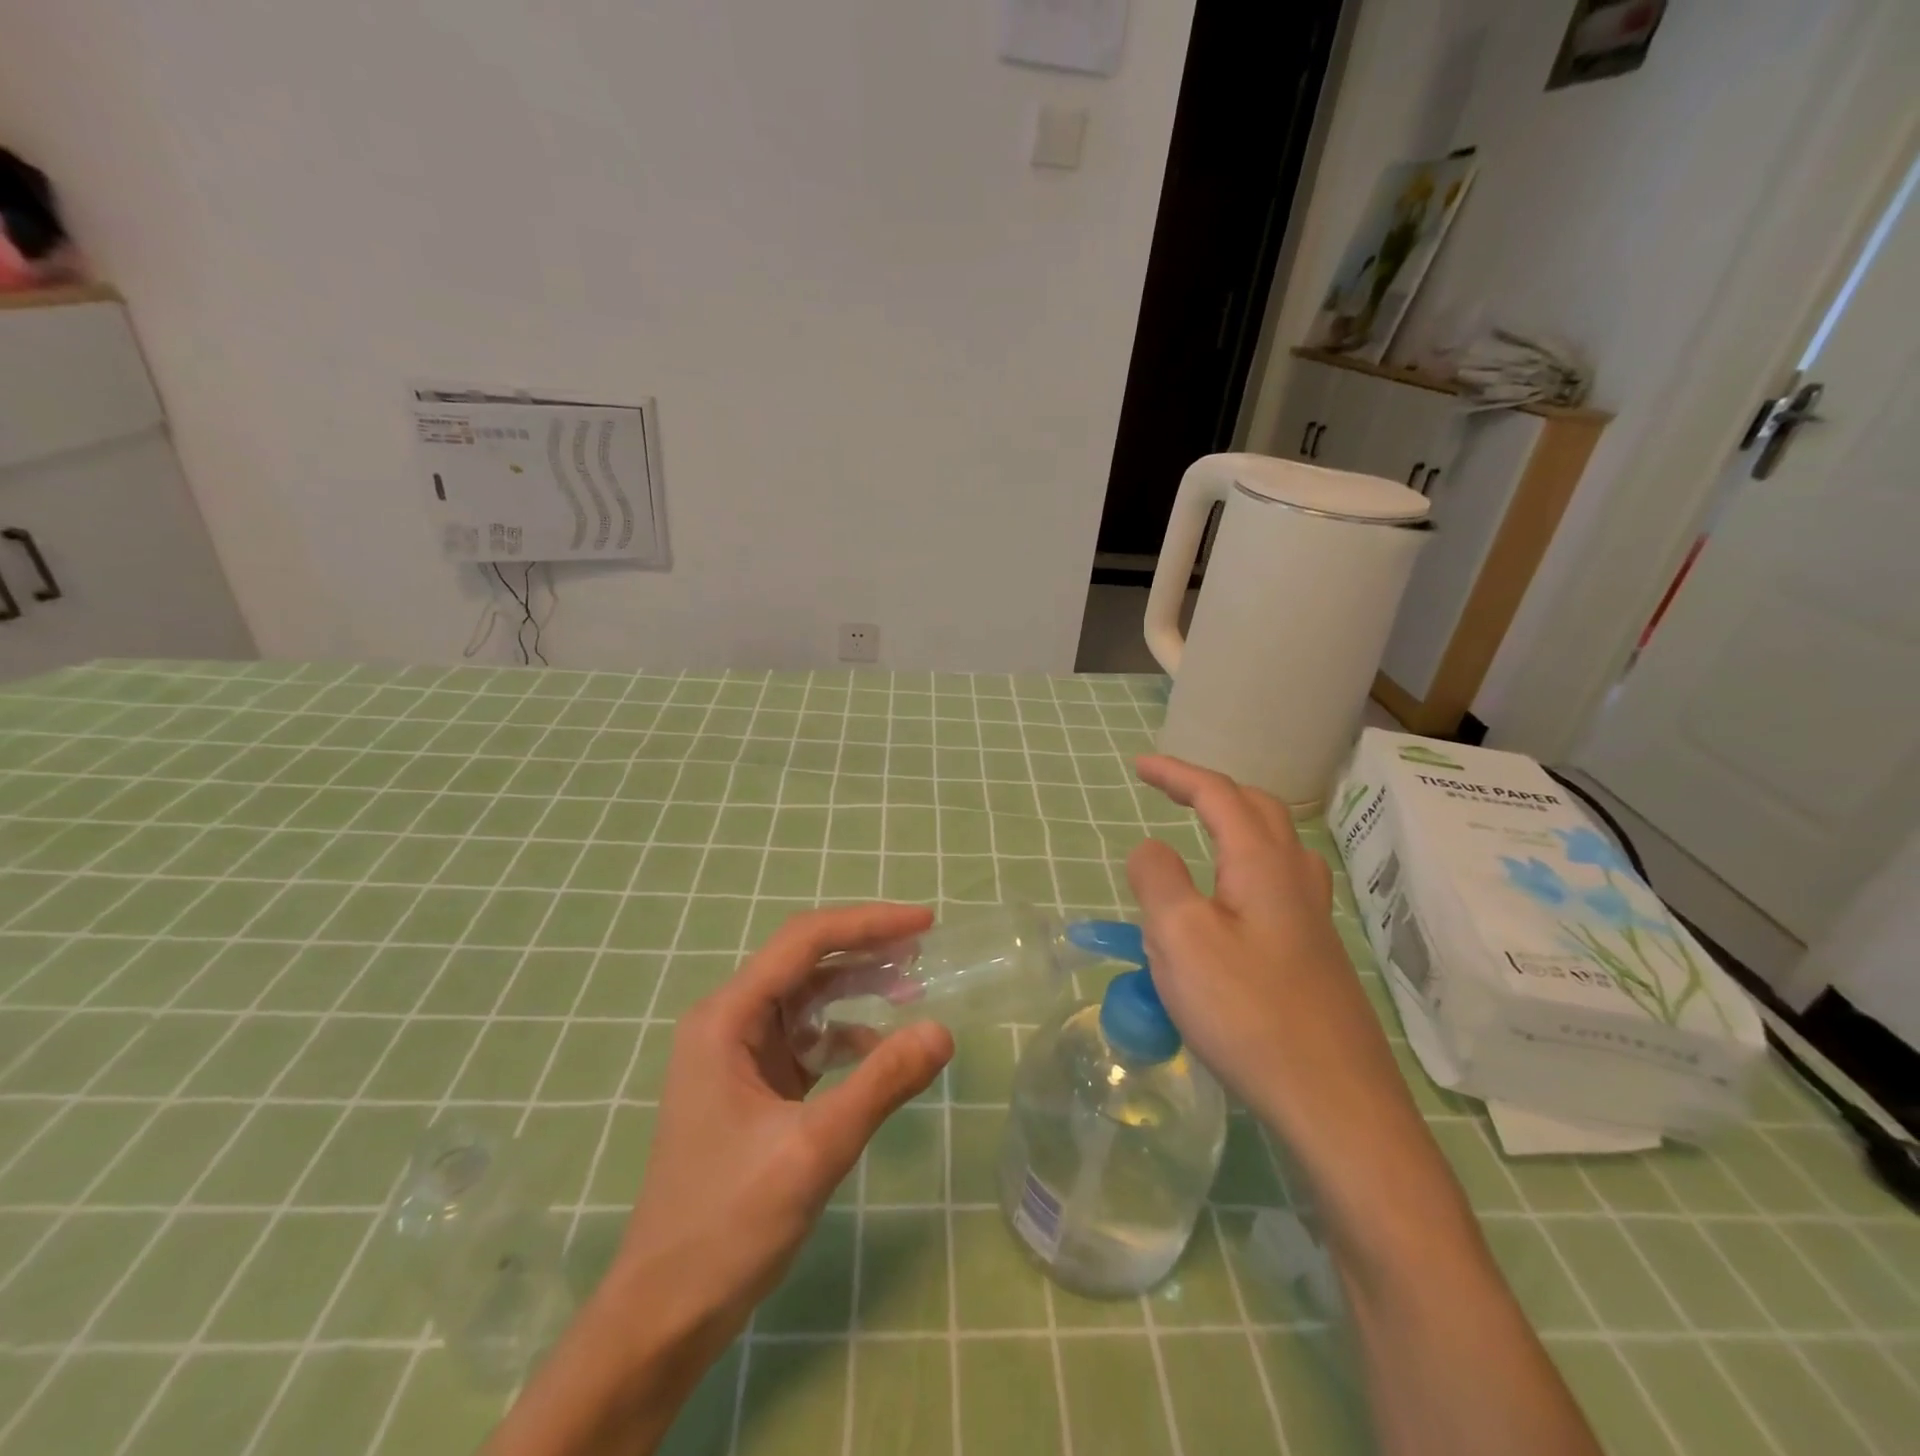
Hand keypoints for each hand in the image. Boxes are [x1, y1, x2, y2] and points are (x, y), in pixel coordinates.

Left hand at [609, 902, 953, 1350]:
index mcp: (727, 1019)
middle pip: (805, 963)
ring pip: (808, 999)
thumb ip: (881, 1084)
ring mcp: (739, 1055)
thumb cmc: (728, 1224)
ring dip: (858, 990)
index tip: (924, 922)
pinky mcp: (754, 1085)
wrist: (665, 1313)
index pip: (804, 942)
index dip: (867, 924)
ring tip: (912, 988)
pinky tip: (879, 1050)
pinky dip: (846, 1036)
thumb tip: (942, 1031)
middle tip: (925, 949)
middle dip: (866, 951)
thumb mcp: (815, 1150)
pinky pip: (807, 1039)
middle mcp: (729, 1022)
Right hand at [1126, 757, 1602, 1455]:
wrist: (1336, 1107)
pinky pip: (1277, 887)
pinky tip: (1232, 906)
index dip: (1176, 774)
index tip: (1138, 766)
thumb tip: (1151, 849)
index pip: (1218, 795)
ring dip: (1236, 826)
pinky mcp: (1315, 958)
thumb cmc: (1249, 1014)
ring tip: (1202, 835)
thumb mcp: (1181, 938)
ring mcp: (1313, 921)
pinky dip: (1245, 869)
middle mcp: (1295, 881)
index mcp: (1262, 865)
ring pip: (1276, 848)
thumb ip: (1158, 880)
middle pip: (1257, 810)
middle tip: (1169, 792)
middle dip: (1210, 791)